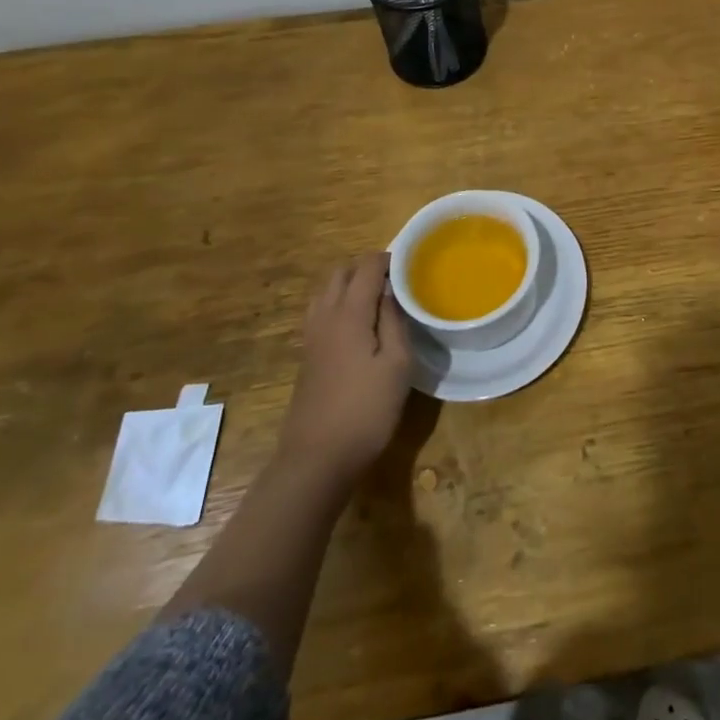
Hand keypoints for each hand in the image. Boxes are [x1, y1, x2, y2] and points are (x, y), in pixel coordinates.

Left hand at [277, 253, 413, 490]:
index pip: (366, 267)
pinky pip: (321, 312)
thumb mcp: (397, 364)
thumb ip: (394, 321)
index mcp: (349, 314)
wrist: (316, 460)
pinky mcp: (307, 356)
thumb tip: (391, 292)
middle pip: (340, 273)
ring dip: (350, 285)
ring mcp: (311, 337)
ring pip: (326, 291)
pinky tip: (359, 326)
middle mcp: (324, 317)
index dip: (388, 259)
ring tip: (378, 300)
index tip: (411, 265)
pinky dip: (339, 303)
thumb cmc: (366, 410)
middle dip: (366, 267)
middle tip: (396, 281)